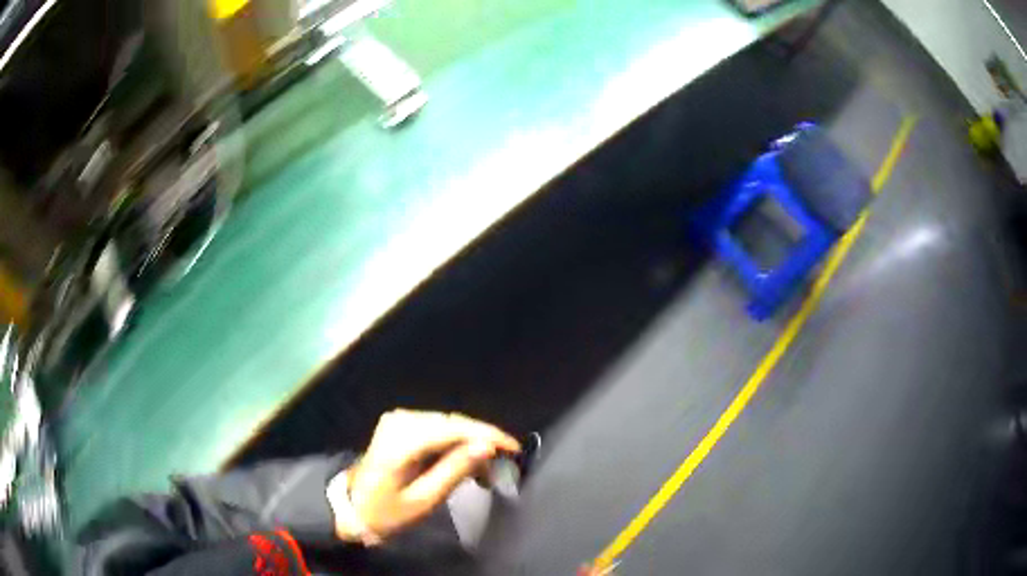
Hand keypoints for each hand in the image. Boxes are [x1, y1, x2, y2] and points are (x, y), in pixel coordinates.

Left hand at [328, 409, 519, 541]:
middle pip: (453, 423)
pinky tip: (464, 461)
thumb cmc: (386, 510)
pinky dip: (455, 443)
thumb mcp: (423, 500)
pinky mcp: (400, 424)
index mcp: (402, 440)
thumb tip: (486, 447)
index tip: (513, 448)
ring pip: (448, 424)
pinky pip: (437, 428)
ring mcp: (399, 420)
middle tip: (503, 464)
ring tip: (485, 470)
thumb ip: (454, 471)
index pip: (454, 428)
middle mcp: (401, 420)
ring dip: (470, 443)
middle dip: (482, 441)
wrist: (351, 507)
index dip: (488, 435)